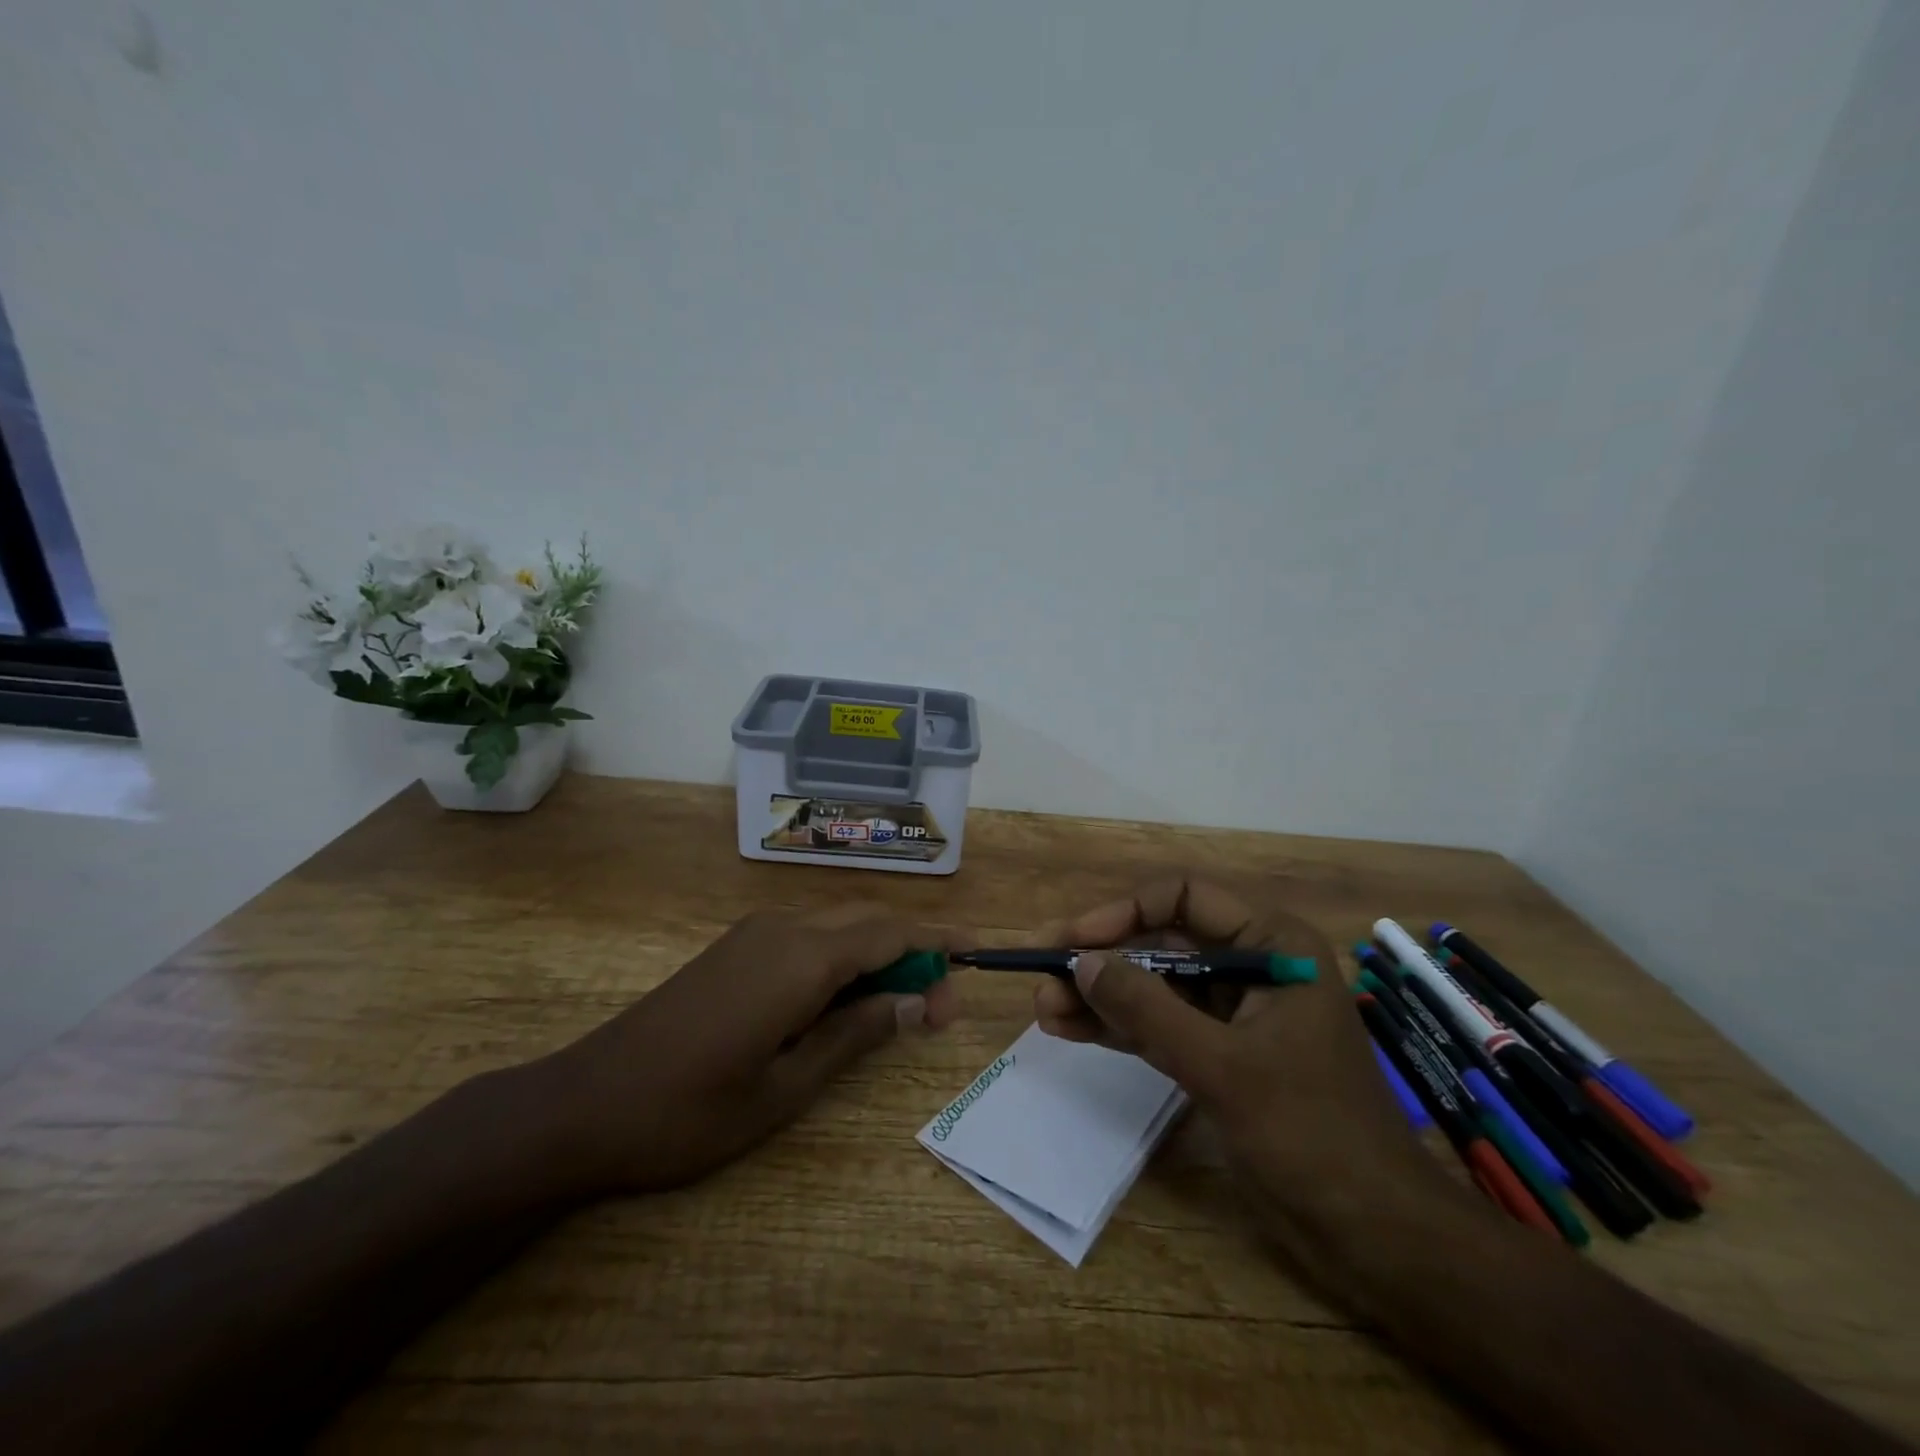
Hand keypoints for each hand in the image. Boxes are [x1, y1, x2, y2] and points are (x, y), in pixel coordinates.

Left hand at [537, 903, 958, 1195]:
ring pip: (839, 925)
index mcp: (801, 959)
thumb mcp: (787, 1087)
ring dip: (878, 953)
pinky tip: (845, 999)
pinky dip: (842, 957)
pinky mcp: (736, 946)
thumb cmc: (690, 1112)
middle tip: (939, 1002)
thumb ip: (857, 1034)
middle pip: (869, 919)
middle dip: (913, 950)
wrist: (585, 1104)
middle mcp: (783, 929)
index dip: (937, 943)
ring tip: (901, 1005)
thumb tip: (920, 1002)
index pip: (891, 931)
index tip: (974, 957)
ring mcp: (755, 933)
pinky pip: (808, 936)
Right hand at [1033, 876, 1448, 1233]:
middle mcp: (1252, 966)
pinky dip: (1120, 1028)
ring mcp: (1235, 1013)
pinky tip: (1071, 1030)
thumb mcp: (1222, 1065)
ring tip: (1044, 1008)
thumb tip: (1081, 961)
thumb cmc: (1311, 1133)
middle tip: (1043, 977)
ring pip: (1155, 987)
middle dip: (1103, 962)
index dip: (1123, 913)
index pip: (1184, 898)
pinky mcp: (1222, 1054)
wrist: (1376, 1235)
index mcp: (1272, 944)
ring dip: (1102, 997)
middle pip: (1162, 943)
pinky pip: (1161, 1026)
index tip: (1074, 940)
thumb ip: (1148, 1009)